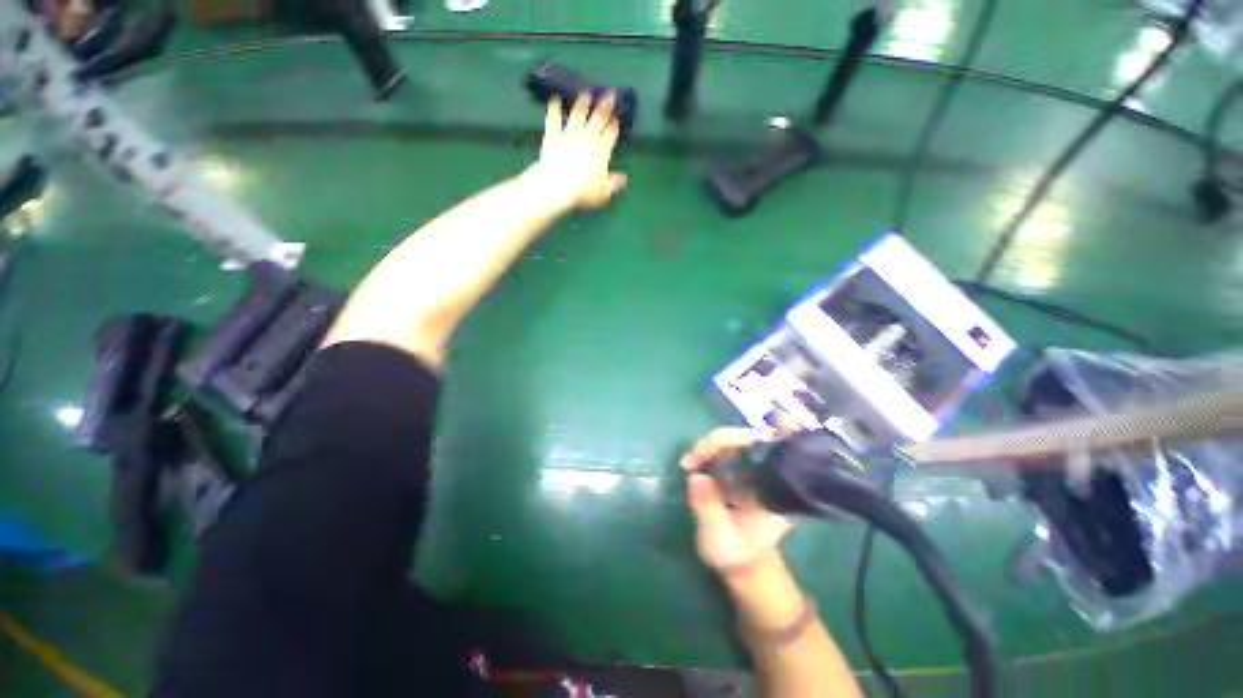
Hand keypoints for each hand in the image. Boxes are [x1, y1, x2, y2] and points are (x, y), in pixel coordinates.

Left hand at [525, 93, 627, 210]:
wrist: (557, 185)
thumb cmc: (584, 191)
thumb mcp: (603, 192)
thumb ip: (613, 183)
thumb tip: (623, 178)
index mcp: (601, 150)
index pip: (610, 134)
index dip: (614, 126)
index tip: (617, 117)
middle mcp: (587, 138)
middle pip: (598, 119)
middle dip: (605, 106)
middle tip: (610, 94)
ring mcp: (569, 135)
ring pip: (577, 115)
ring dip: (582, 104)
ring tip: (586, 93)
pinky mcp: (553, 136)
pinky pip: (553, 120)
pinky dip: (554, 109)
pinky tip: (554, 100)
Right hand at [681, 427, 792, 574]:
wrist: (740, 562)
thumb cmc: (736, 555)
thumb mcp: (720, 541)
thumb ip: (709, 511)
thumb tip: (696, 477)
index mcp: (777, 493)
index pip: (783, 455)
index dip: (785, 434)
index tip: (777, 420)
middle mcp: (769, 475)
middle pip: (752, 440)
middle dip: (721, 440)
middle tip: (693, 458)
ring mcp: (752, 469)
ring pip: (736, 440)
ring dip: (711, 443)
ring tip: (689, 462)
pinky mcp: (738, 467)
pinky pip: (726, 448)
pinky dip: (709, 447)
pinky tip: (693, 459)